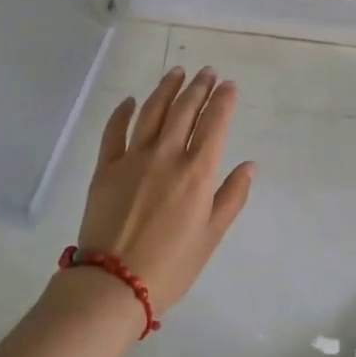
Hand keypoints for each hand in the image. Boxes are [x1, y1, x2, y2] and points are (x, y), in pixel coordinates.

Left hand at [75, 67, 255, 312]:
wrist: (114, 284)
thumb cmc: (172, 265)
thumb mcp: (212, 235)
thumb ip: (232, 196)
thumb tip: (249, 165)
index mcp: (197, 171)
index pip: (215, 123)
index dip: (223, 100)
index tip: (228, 84)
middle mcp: (167, 155)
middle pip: (184, 110)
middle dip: (199, 87)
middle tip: (207, 72)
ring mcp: (133, 158)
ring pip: (152, 111)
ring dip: (167, 88)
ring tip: (177, 72)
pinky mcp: (105, 168)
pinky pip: (114, 131)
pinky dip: (123, 112)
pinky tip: (131, 101)